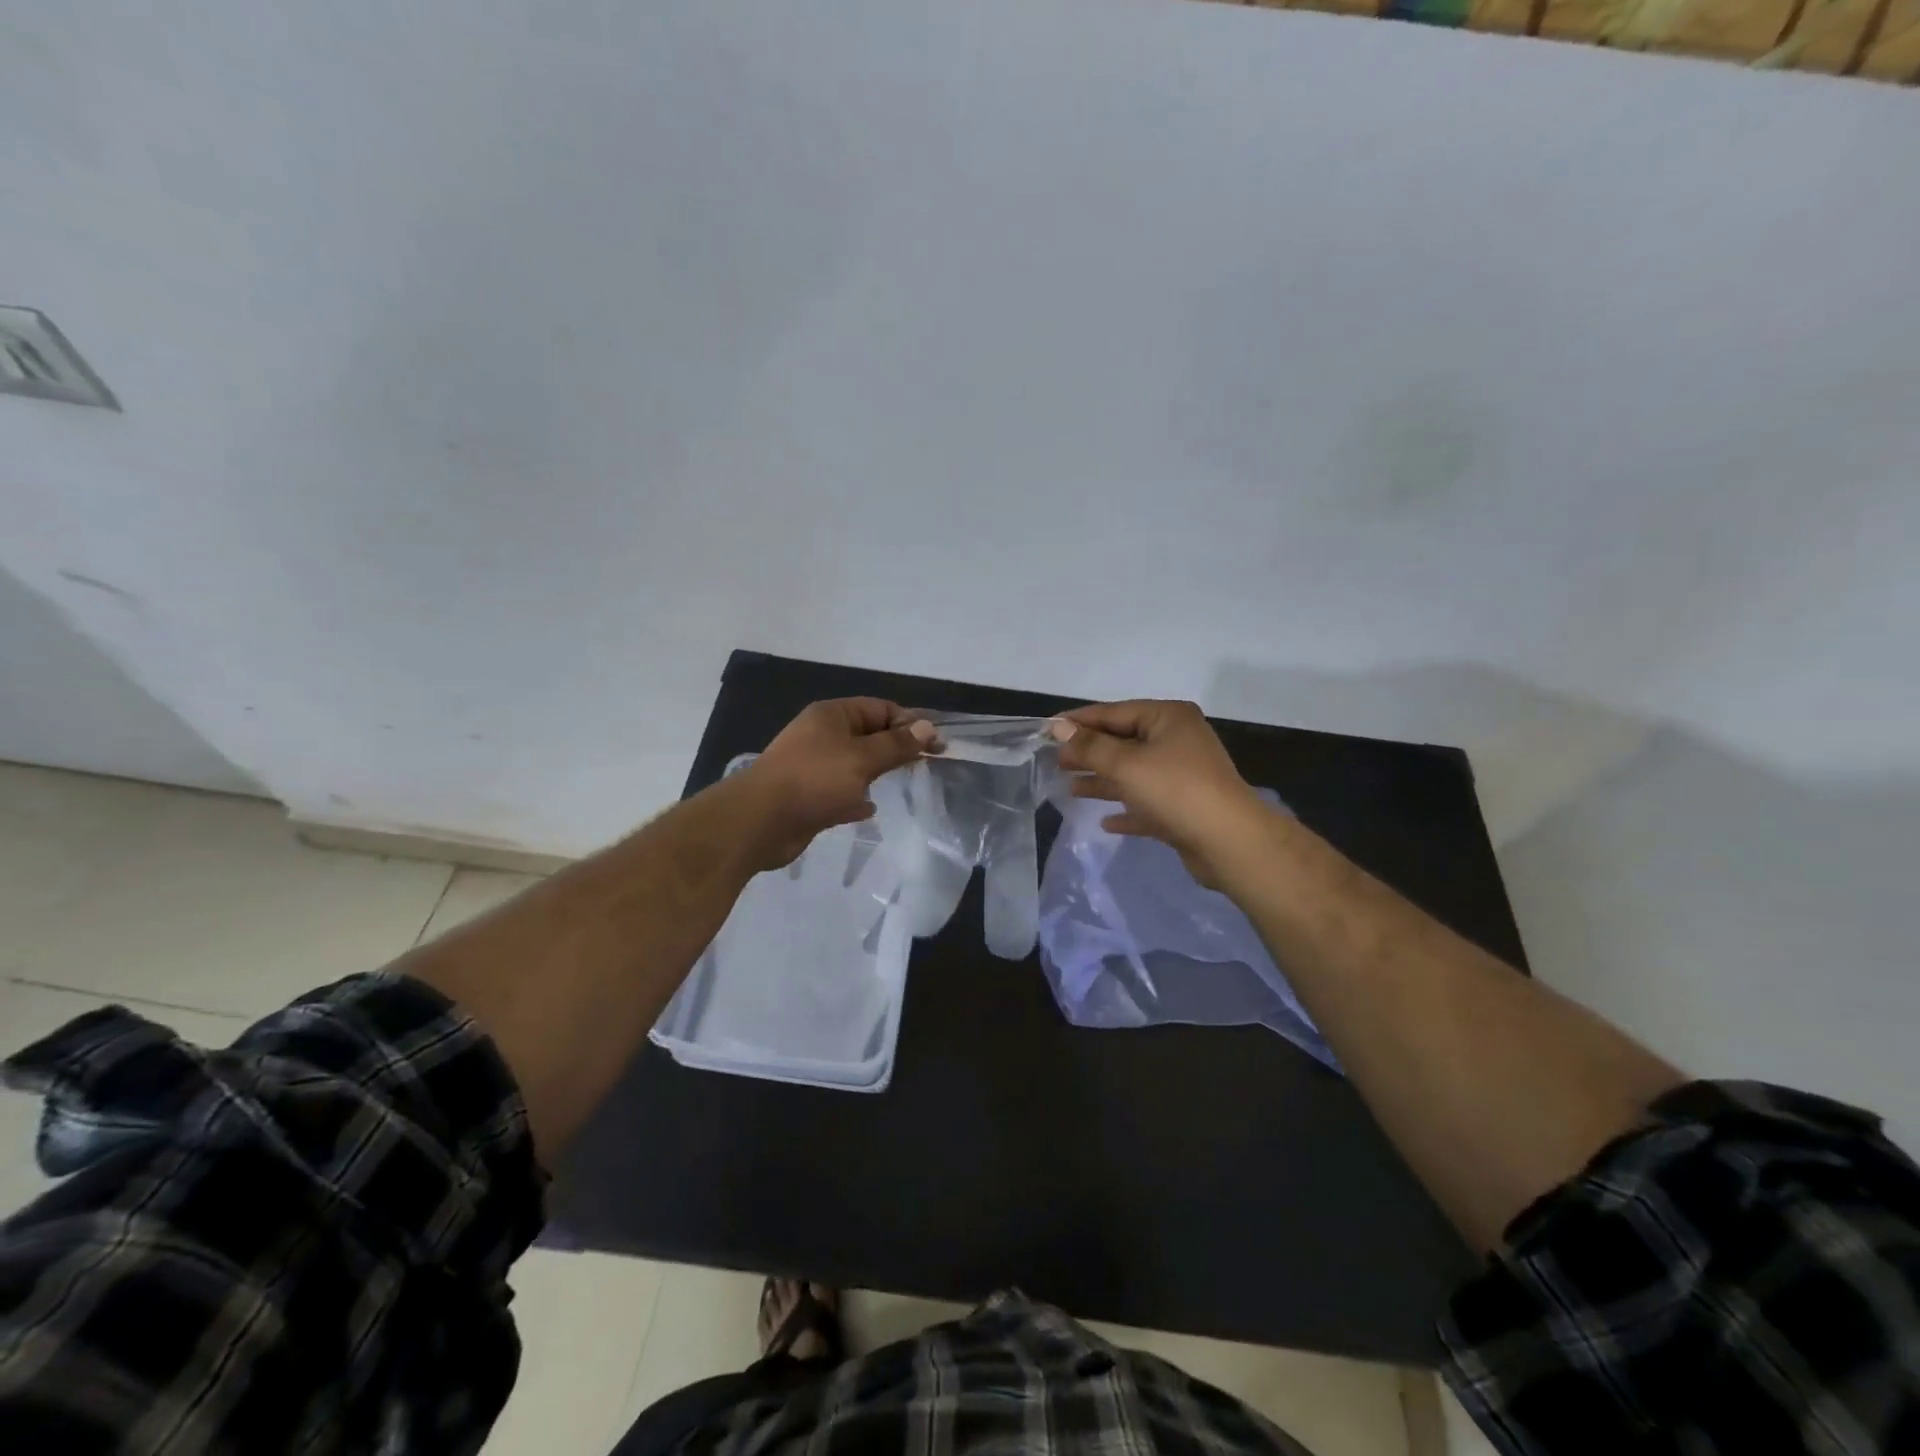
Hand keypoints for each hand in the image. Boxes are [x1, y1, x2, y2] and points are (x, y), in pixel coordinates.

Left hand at [734, 698, 935, 869]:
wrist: (761, 821)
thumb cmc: (814, 779)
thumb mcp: (863, 758)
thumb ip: (896, 745)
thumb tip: (928, 727)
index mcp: (833, 716)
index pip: (880, 709)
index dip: (909, 722)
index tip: (936, 743)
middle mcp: (822, 736)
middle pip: (868, 735)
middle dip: (896, 747)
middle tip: (927, 763)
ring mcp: (813, 767)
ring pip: (855, 764)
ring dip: (876, 772)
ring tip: (904, 783)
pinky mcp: (808, 796)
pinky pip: (840, 792)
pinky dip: (856, 797)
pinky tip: (870, 809)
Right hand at [1050, 700, 1265, 887]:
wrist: (1228, 842)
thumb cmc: (1175, 790)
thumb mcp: (1125, 764)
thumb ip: (1089, 746)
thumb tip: (1058, 728)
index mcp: (1168, 718)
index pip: (1114, 712)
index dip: (1079, 721)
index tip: (1047, 730)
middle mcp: (1177, 740)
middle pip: (1123, 741)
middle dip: (1089, 752)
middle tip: (1054, 761)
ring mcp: (1182, 775)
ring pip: (1133, 773)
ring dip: (1103, 780)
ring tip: (1070, 788)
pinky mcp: (1183, 807)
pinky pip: (1146, 803)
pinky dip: (1126, 808)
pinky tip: (1105, 821)